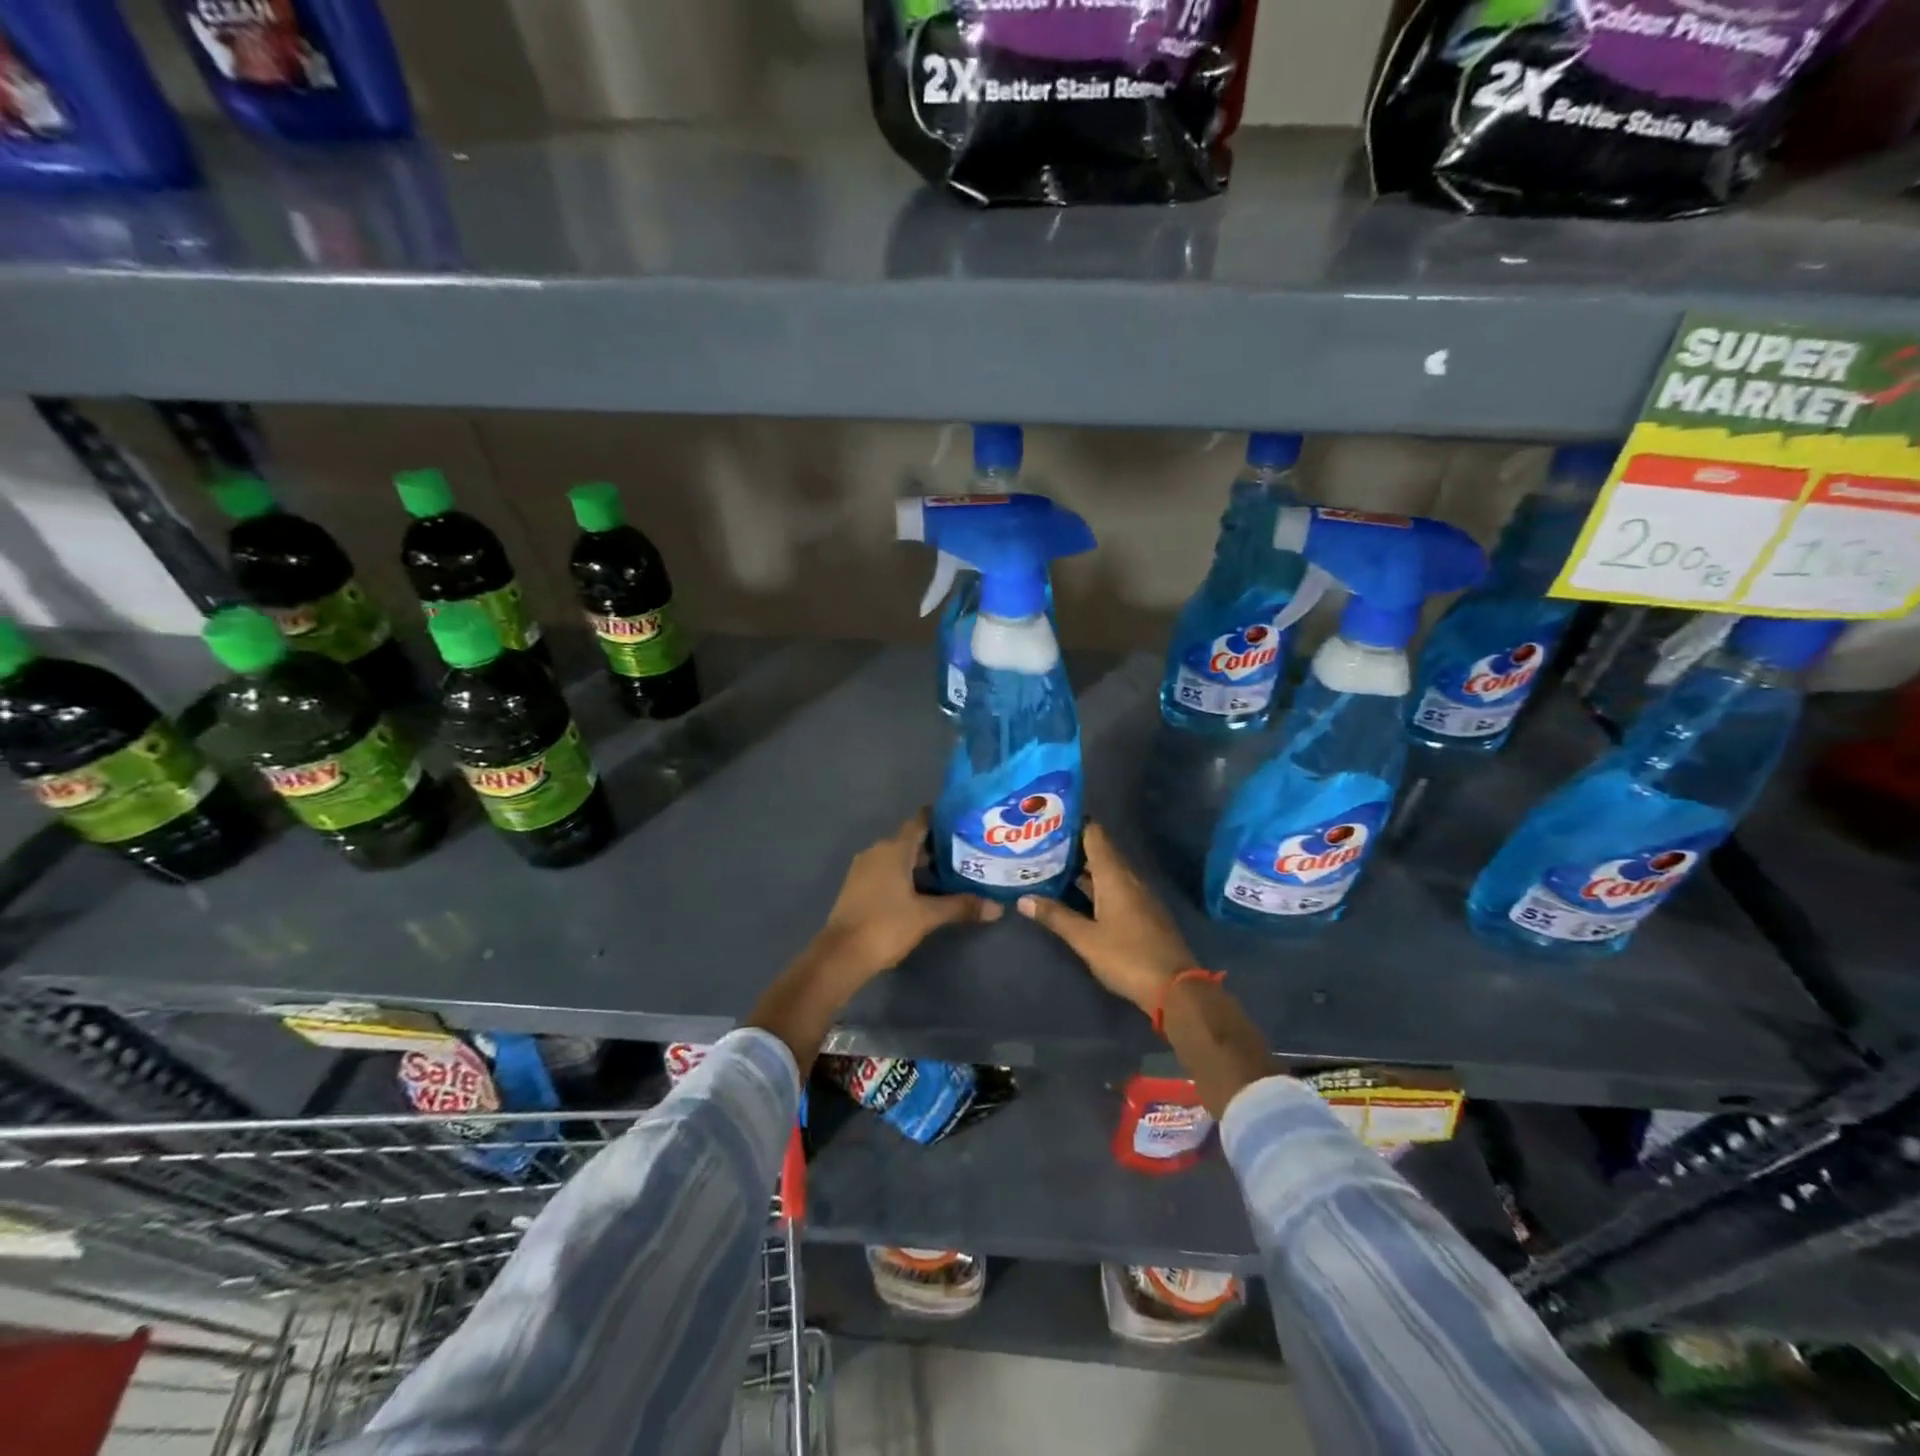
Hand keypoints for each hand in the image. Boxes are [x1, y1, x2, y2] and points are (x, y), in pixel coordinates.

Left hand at [807, 809, 1001, 994]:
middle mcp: (877, 851)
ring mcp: (864, 869)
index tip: (963, 822)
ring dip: (920, 864)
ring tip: (949, 875)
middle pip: (910, 841)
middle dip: (936, 847)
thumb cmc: (886, 925)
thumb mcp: (927, 916)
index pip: (920, 821)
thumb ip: (961, 906)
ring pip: (898, 858)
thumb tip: (997, 907)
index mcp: (894, 849)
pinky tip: (922, 892)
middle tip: (965, 854)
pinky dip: (905, 876)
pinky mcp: (857, 887)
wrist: (841, 955)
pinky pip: (886, 872)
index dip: (941, 819)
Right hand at [1017, 821, 1193, 1016]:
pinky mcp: (1142, 913)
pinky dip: (1093, 886)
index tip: (1048, 820)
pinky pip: (1114, 888)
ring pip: (1106, 872)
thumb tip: (1023, 898)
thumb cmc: (1127, 957)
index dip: (1073, 824)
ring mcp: (1138, 896)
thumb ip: (1056, 916)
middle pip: (1099, 852)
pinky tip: (1074, 896)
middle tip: (1039, 846)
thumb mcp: (1085, 938)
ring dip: (1081, 870)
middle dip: (1071, 848)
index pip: (1094, 835)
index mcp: (1115, 875)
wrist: (1175, 988)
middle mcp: (1128, 878)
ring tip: (1049, 867)